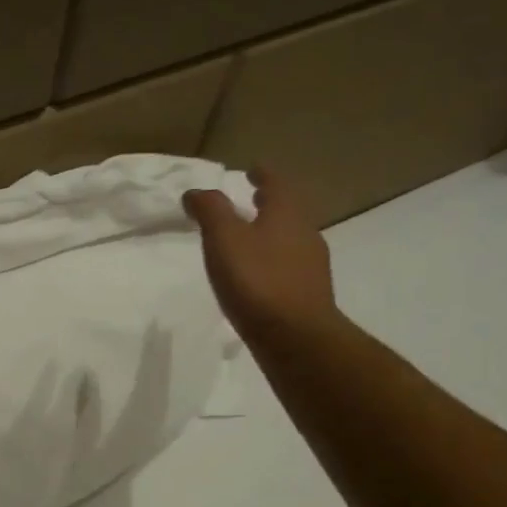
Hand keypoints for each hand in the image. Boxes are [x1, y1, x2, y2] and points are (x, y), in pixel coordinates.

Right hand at [182, 168, 336, 341]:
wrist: (295, 337)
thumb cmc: (257, 281)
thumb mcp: (224, 239)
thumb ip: (210, 211)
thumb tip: (195, 192)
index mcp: (286, 214)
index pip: (277, 183)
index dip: (263, 174)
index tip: (253, 169)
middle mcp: (305, 234)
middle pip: (288, 210)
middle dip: (270, 203)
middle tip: (253, 199)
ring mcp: (311, 266)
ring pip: (290, 238)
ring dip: (272, 233)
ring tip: (251, 238)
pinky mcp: (308, 294)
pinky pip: (289, 266)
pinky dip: (274, 260)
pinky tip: (259, 275)